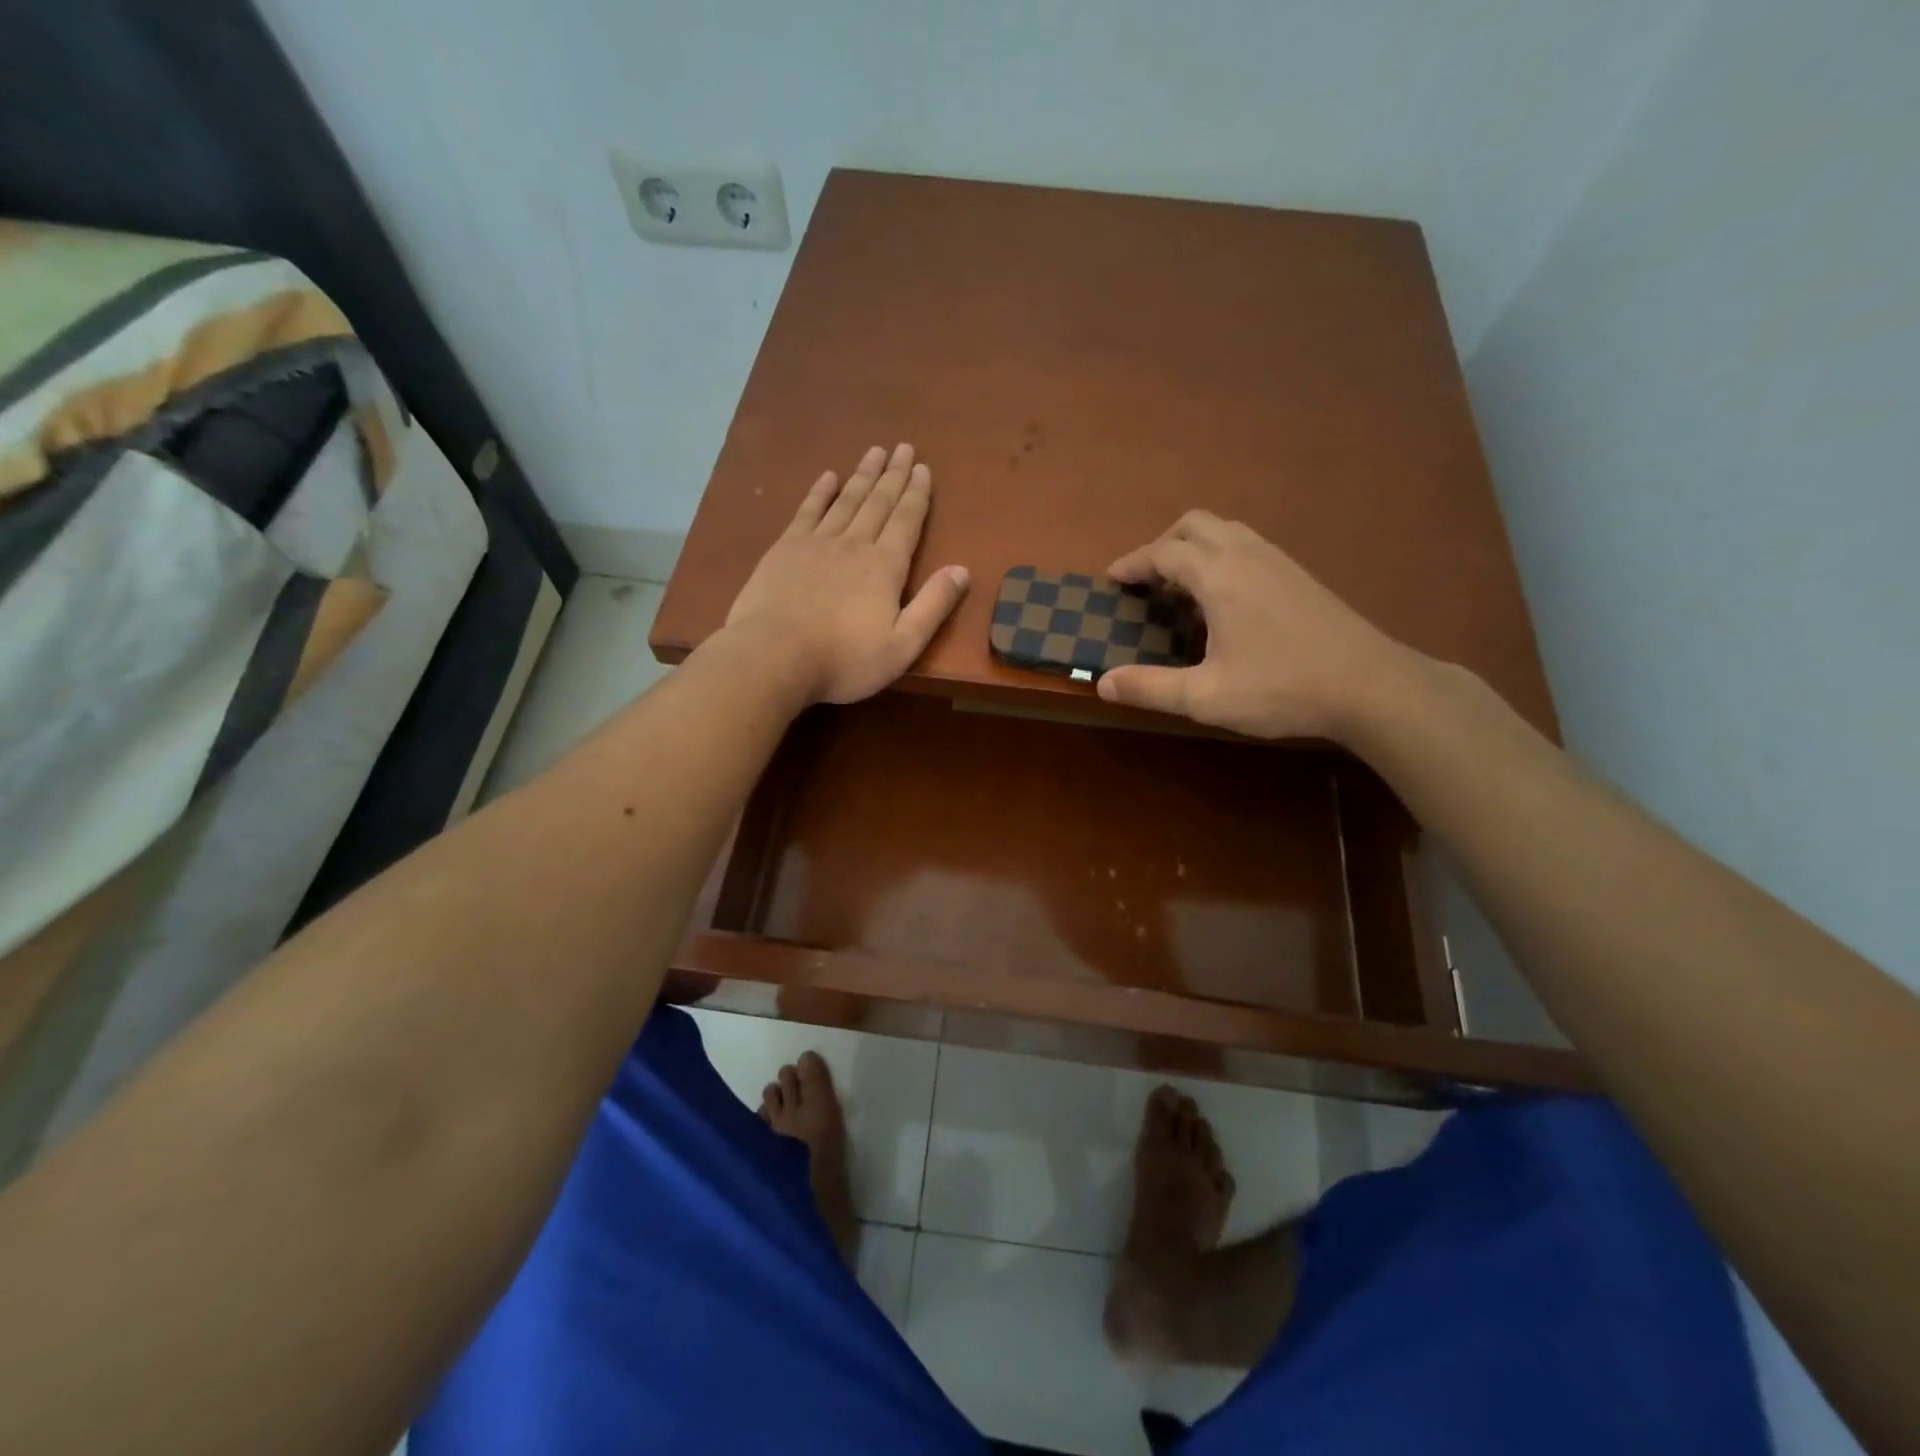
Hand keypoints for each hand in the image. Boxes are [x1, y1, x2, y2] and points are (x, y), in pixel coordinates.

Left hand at [724, 443, 969, 704]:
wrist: (774, 656)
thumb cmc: (844, 659)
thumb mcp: (902, 645)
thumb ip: (933, 606)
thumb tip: (962, 570)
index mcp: (885, 566)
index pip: (906, 521)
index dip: (917, 494)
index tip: (923, 468)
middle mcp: (854, 544)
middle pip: (878, 502)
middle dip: (894, 475)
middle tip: (904, 447)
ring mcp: (817, 543)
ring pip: (846, 500)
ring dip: (863, 475)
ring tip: (875, 452)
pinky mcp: (785, 549)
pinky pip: (808, 511)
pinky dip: (820, 492)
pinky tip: (828, 477)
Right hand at [1095, 511, 1415, 740]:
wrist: (1370, 686)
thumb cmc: (1282, 689)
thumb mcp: (1206, 697)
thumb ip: (1150, 688)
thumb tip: (1102, 683)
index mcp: (1219, 576)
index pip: (1163, 552)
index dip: (1132, 563)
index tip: (1112, 580)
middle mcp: (1246, 555)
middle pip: (1194, 524)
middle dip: (1162, 544)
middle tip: (1145, 579)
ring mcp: (1278, 561)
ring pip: (1225, 530)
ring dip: (1193, 546)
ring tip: (1180, 585)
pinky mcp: (1299, 574)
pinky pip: (1248, 544)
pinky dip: (1221, 555)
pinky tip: (1224, 597)